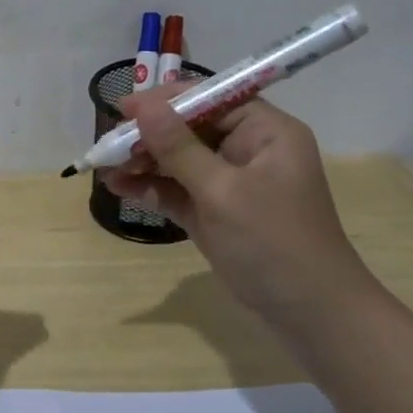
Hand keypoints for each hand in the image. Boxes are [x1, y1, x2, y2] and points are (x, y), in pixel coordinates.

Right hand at [102, 86, 377, 328]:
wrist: (308, 314)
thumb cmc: (272, 243)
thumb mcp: (222, 192)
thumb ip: (179, 148)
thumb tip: (144, 107)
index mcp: (266, 133)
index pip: (212, 99)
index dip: (167, 101)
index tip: (123, 109)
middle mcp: (249, 150)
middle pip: (191, 128)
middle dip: (149, 135)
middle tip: (107, 144)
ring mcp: (230, 184)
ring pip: (179, 160)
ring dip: (144, 162)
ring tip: (105, 168)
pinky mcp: (215, 213)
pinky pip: (178, 190)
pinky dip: (151, 188)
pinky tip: (119, 187)